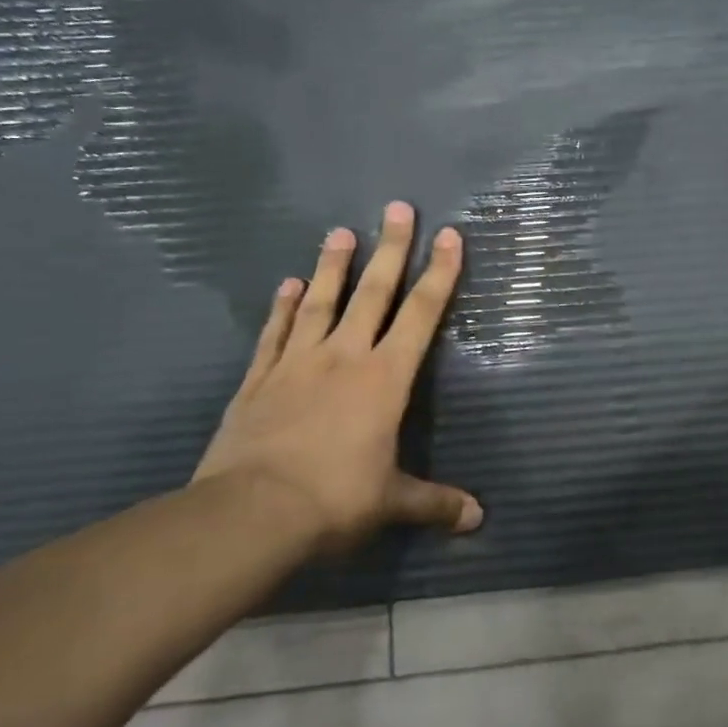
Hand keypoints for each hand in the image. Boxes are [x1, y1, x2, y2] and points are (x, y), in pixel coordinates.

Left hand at [191, 201, 482, 555]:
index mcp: (385, 378)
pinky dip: (282, 307)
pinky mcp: (259, 380)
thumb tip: (478, 518)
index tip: (450, 236)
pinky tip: (288, 284)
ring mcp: (297, 364)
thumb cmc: (334, 500)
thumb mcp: (391, 503)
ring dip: (333, 266)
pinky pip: (274, 334)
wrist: (249, 514)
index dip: (440, 275)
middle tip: (399, 208)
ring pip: (321, 303)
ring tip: (340, 231)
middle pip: (373, 293)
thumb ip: (435, 503)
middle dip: (392, 249)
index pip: (421, 315)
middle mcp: (344, 357)